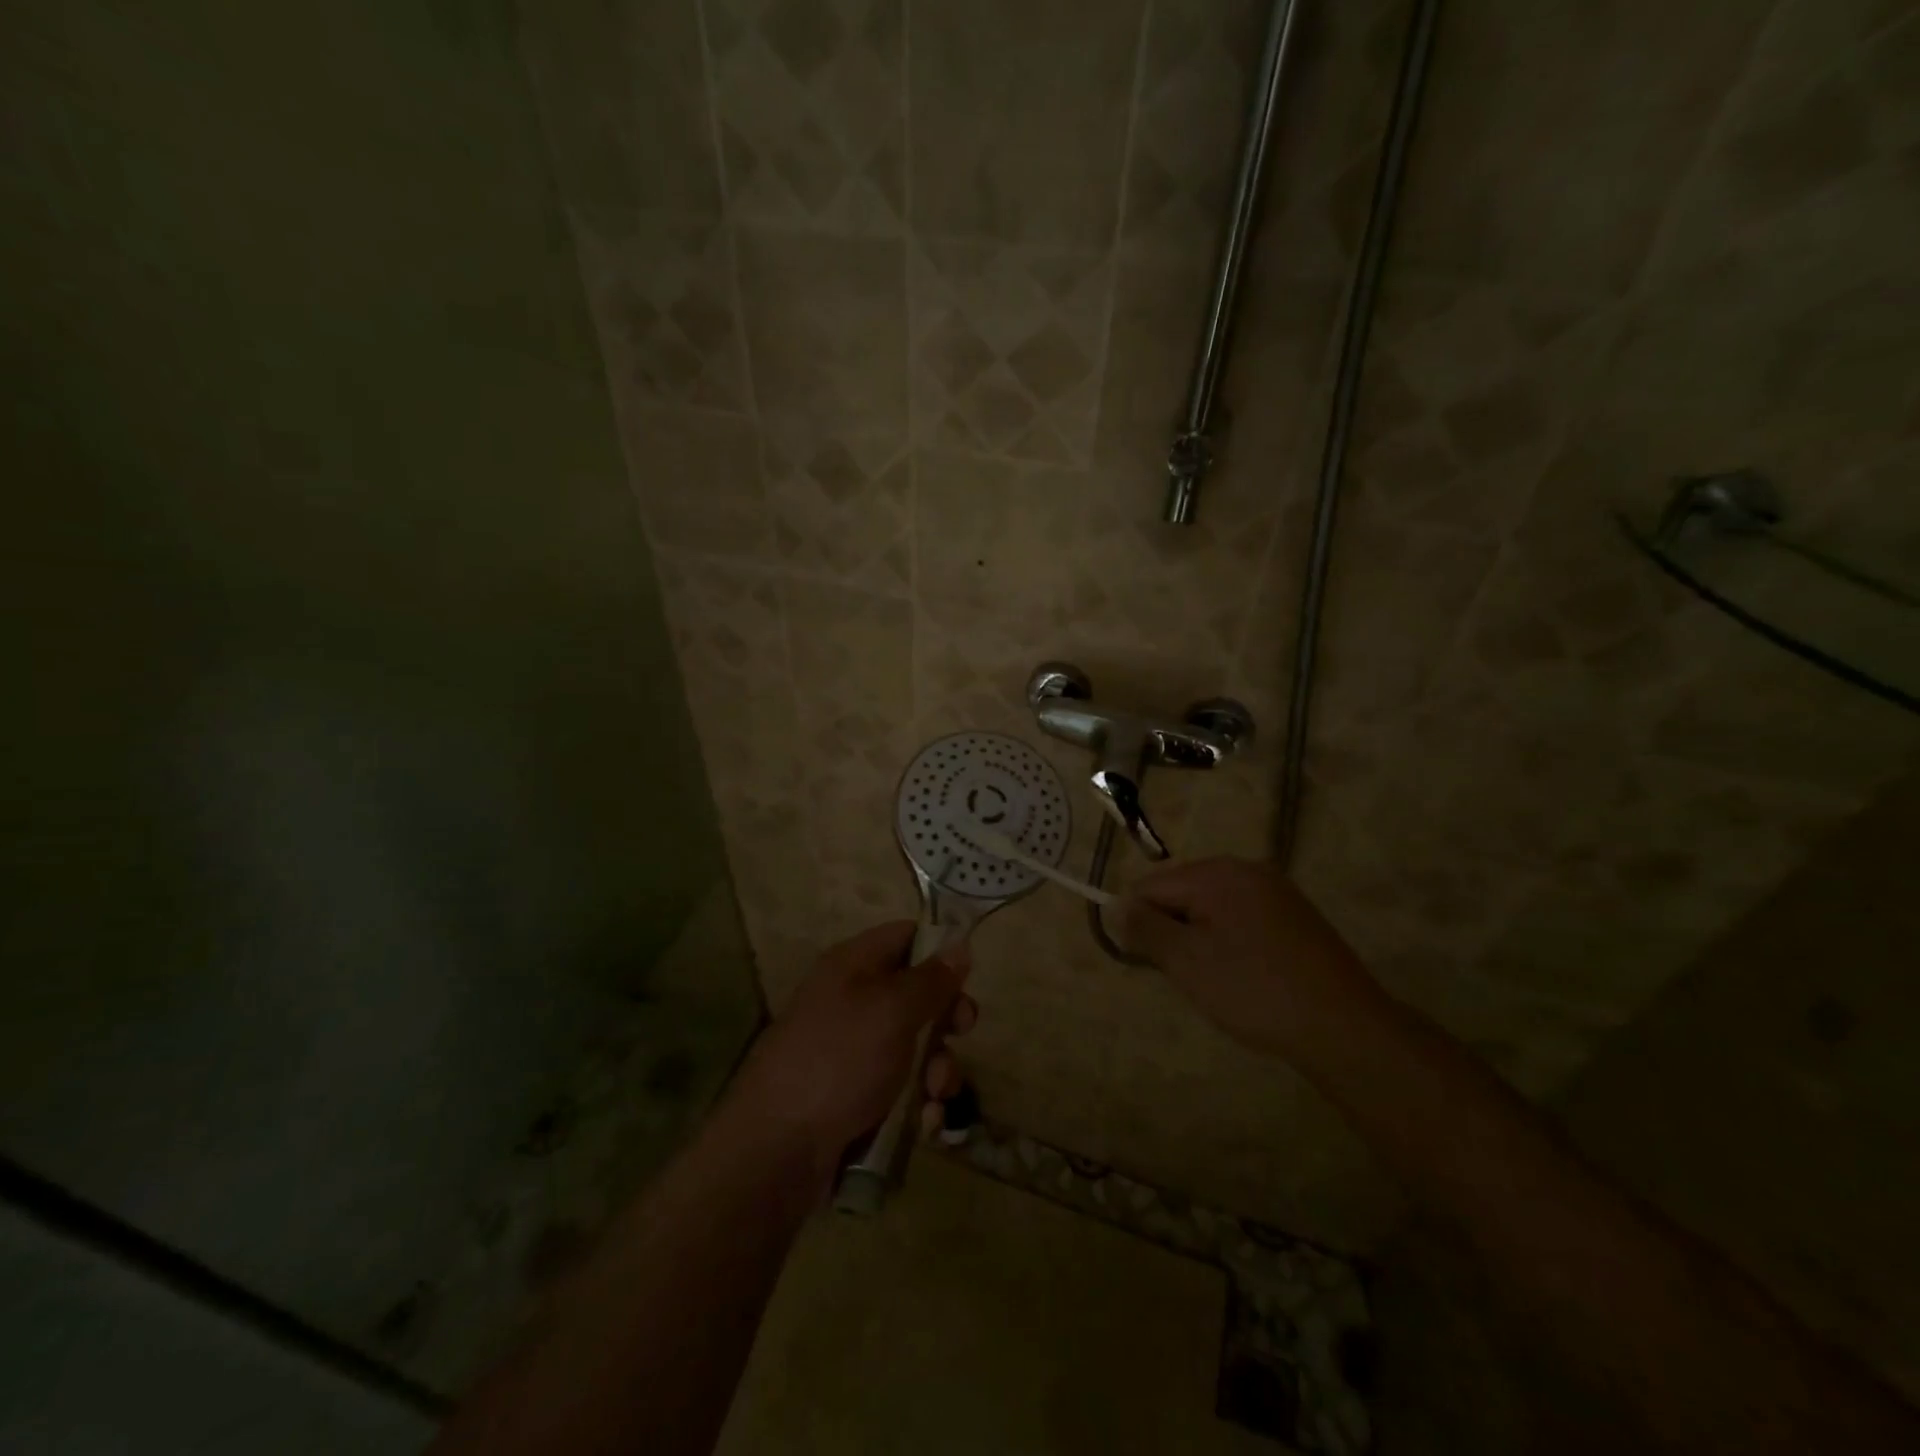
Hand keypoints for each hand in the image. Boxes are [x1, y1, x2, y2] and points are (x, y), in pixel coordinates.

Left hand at [725, 922, 975, 1184]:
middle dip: (946, 1019)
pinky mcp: (855, 1097)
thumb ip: (931, 979)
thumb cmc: (839, 1061)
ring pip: (915, 1048)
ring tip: (935, 1095)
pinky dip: (919, 1104)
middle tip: (961, 1034)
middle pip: (916, 995)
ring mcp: (852, 1052)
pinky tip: (926, 1125)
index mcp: (853, 965)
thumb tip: (958, 945)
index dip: (938, 951)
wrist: (776, 1151)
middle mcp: (852, 1001)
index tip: (966, 978)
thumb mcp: (892, 1011)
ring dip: (937, 1070)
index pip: (905, 936)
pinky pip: (901, 1090)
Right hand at [1118, 857, 1376, 1062]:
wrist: (1344, 1027)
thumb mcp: (1186, 961)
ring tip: (1218, 981)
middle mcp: (1246, 869)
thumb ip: (1144, 928)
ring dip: (1200, 940)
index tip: (1154, 965)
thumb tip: (1114, 905)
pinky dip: (1230, 943)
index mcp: (1217, 873)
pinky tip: (1246, 976)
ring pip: (1211, 908)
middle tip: (1189, 976)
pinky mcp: (1295, 916)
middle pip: (1181, 893)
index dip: (1141, 924)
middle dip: (1173, 931)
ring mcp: (1276, 891)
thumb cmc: (1254, 990)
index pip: (1151, 886)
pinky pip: (1241, 918)